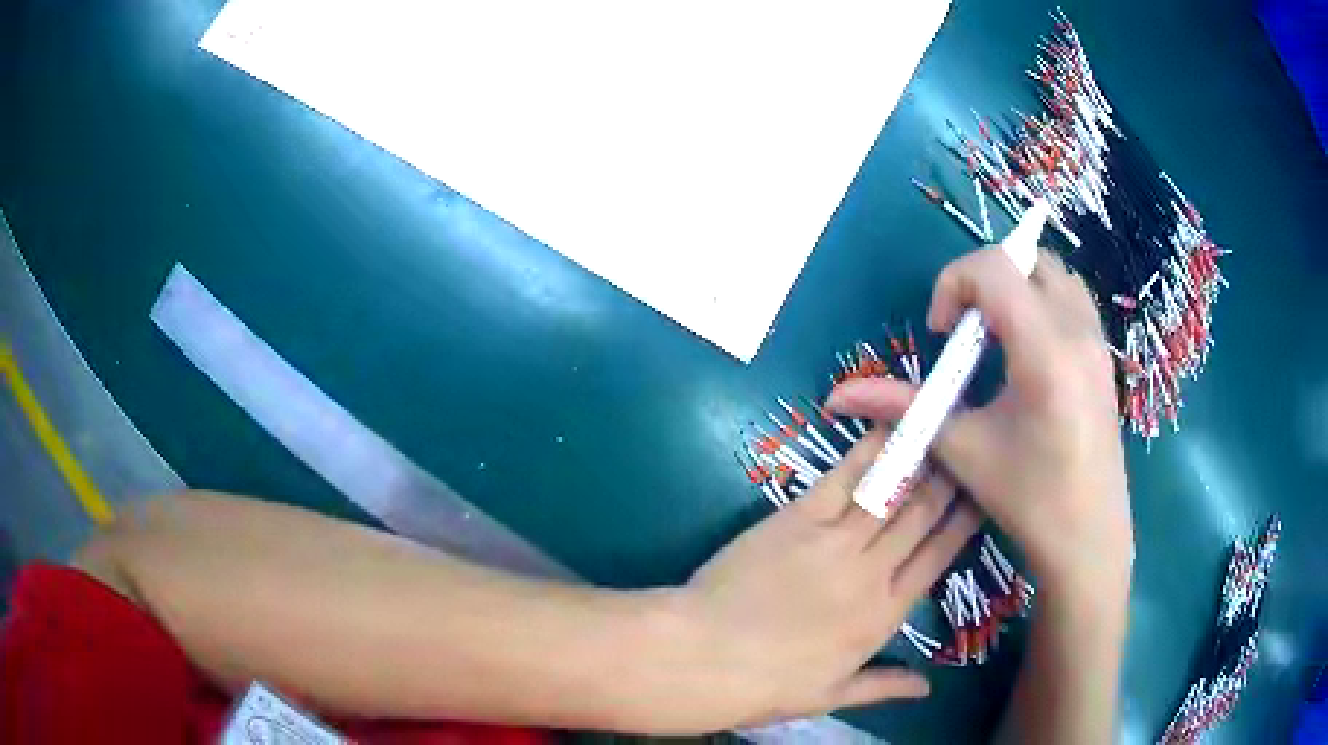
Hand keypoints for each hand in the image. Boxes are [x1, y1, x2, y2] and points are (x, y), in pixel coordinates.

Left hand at [674, 428, 981, 728]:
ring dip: (920, 458)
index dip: (964, 524)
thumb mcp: (832, 695)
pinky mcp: (798, 519)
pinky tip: (890, 427)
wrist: (706, 657)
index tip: (983, 495)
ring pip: (892, 492)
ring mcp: (836, 541)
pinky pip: (844, 479)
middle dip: (951, 480)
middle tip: (969, 447)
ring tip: (942, 428)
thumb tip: (927, 688)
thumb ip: (885, 686)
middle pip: (922, 516)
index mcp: (883, 616)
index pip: (938, 559)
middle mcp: (871, 572)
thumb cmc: (766, 685)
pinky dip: (870, 452)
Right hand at [827, 248, 1131, 594]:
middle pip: (1027, 258)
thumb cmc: (1028, 499)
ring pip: (1054, 273)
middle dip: (986, 278)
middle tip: (969, 329)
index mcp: (1044, 352)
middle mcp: (1077, 331)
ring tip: (997, 337)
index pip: (995, 269)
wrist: (1089, 537)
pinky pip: (1072, 299)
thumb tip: (838, 396)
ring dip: (1017, 285)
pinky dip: (1042, 302)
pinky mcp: (1105, 355)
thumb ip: (903, 409)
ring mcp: (1097, 341)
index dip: (954, 283)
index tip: (943, 333)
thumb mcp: (963, 450)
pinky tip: (1027, 354)